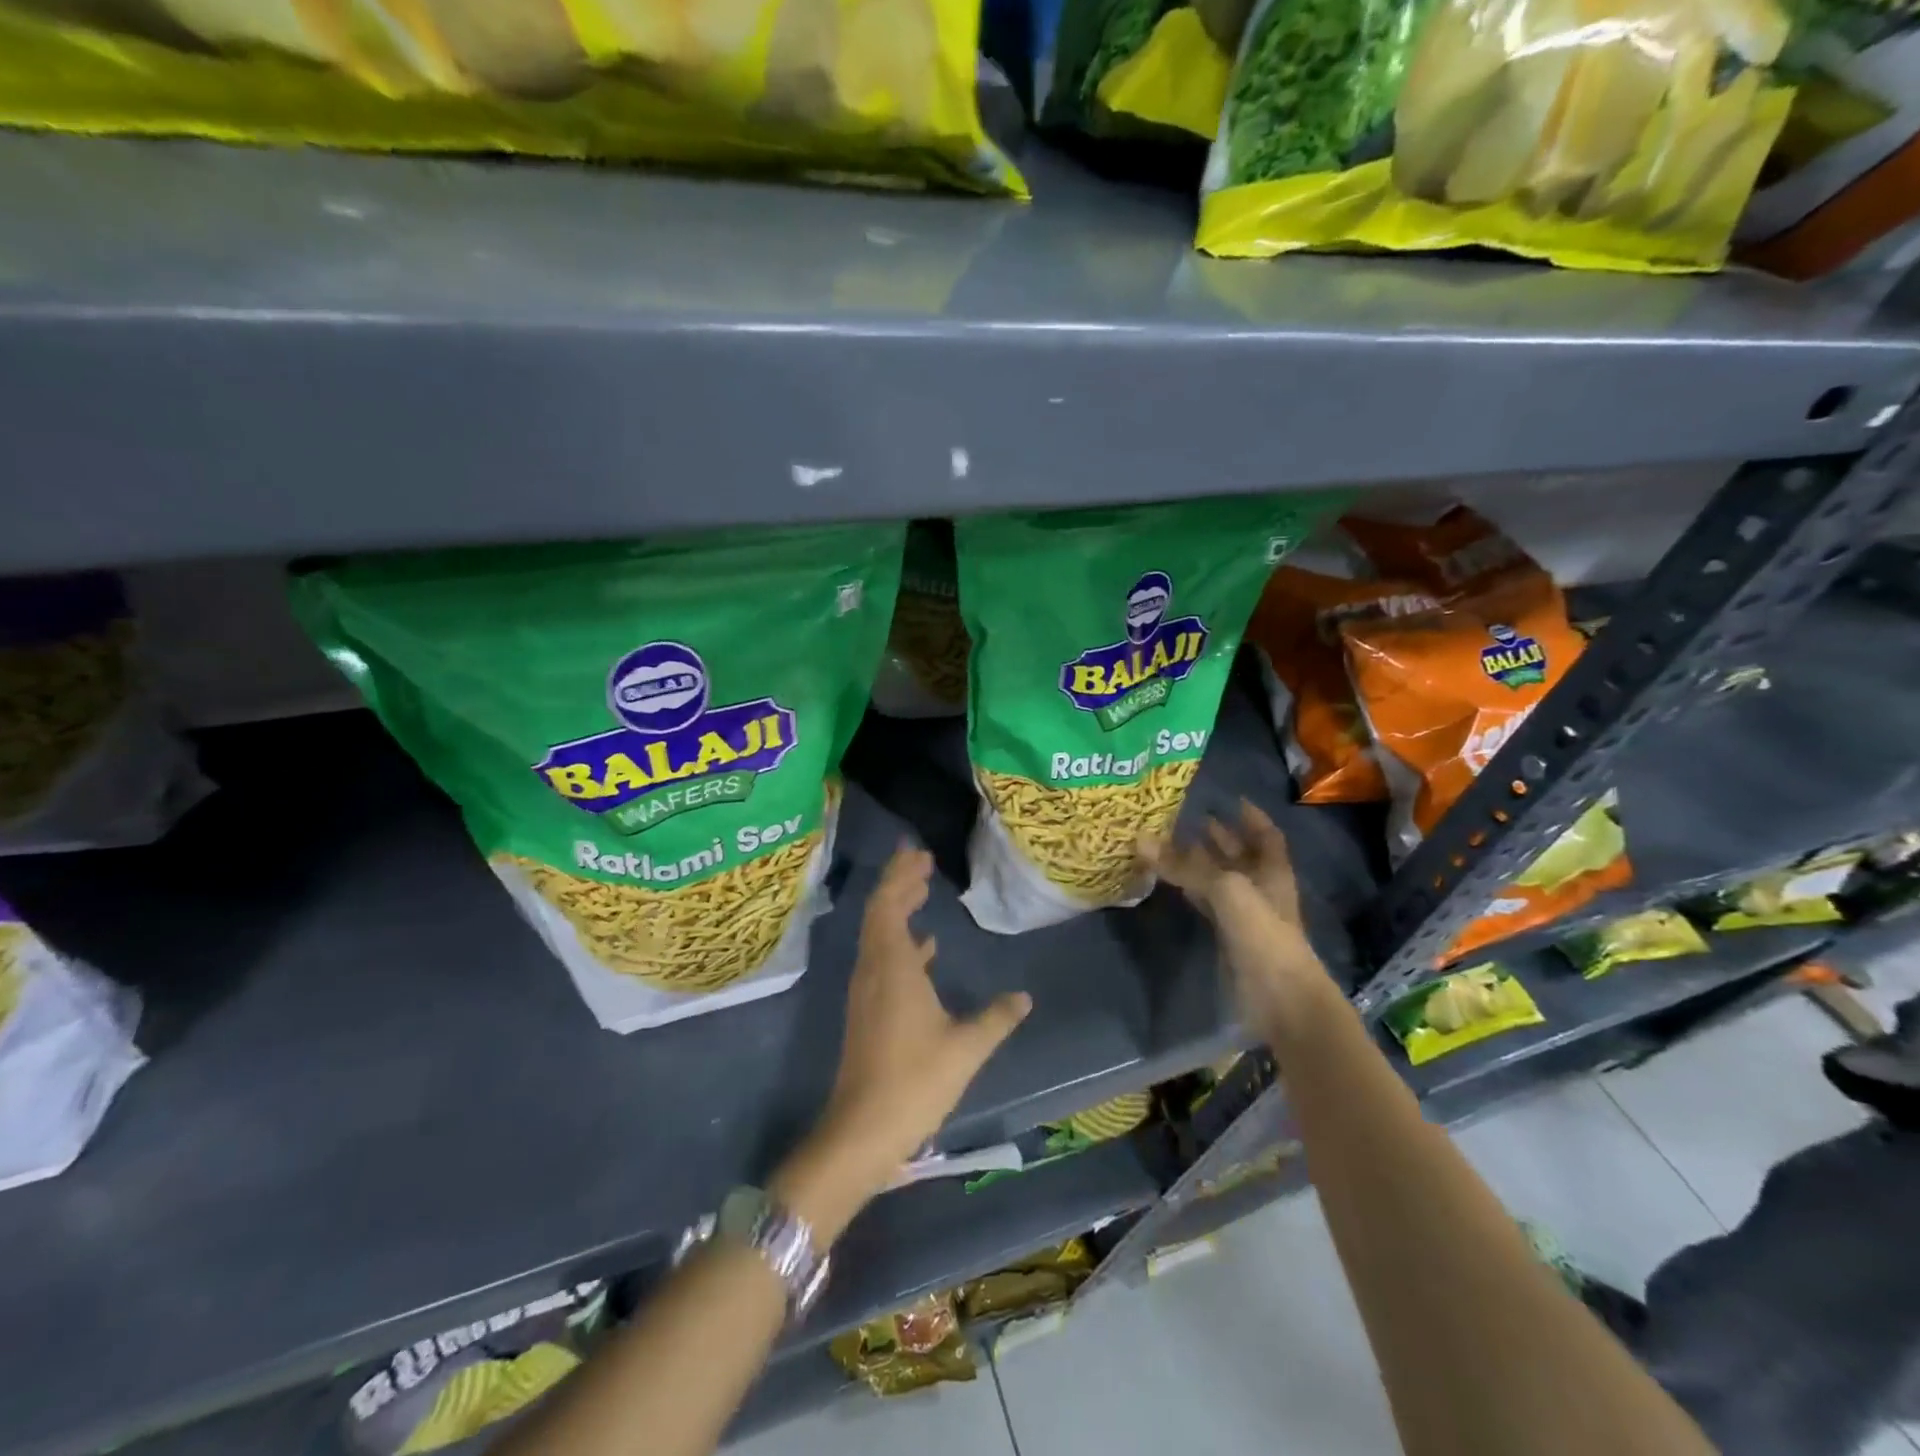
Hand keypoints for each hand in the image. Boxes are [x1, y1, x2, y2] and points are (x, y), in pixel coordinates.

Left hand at [773, 846, 1030, 1242]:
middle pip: (880, 911)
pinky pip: (881, 958)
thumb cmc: (914, 1082)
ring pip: (878, 934)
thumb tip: (1023, 997)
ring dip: (897, 908)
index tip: (919, 854)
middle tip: (921, 861)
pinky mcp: (867, 1009)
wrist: (862, 1130)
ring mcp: (866, 990)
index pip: (889, 905)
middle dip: (899, 883)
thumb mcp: (965, 1049)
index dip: (901, 877)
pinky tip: (923, 947)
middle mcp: (873, 969)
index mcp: (892, 967)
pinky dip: (900, 941)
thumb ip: (996, 1018)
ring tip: (921, 891)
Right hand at [1147, 797, 1302, 926]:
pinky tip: (1173, 881)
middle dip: (1220, 837)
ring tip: (1172, 842)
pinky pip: (1207, 902)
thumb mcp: (1225, 889)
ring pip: (1220, 879)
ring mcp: (1245, 913)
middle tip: (1190, 817)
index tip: (1232, 799)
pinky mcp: (1227, 934)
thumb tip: (1139, 839)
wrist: (1277, 994)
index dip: (1251, 817)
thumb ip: (1184, 865)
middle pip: (1240, 855)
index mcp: (1271, 870)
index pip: (1266, 835)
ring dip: (1200, 862)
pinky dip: (1191, 889)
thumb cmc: (1261, 931)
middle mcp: (1260, 887)